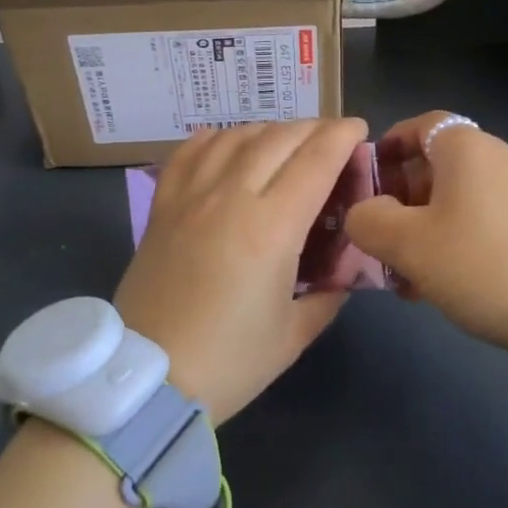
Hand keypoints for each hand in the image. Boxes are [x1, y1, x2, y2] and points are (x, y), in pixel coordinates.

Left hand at [115, 117, 368, 422]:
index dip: (342, 137)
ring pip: (235, 136)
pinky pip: (188, 152)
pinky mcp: (162, 206)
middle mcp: (231, 198)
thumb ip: (329, 293)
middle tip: (332, 137)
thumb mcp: (295, 333)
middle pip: (278, 138)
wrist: (148, 380)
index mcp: (272, 228)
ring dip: (269, 129)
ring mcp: (190, 197)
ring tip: (286, 140)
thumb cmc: (229, 362)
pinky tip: (228, 143)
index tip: (359, 129)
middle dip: (313, 128)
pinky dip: (215, 138)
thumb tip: (342, 269)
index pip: (316, 160)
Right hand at [345, 112, 507, 363]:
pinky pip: (484, 218)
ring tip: (407, 272)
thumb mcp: (407, 244)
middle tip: (380, 237)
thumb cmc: (480, 264)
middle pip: (437, 164)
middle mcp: (499, 158)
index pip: (421, 124)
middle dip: (401, 198)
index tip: (366, 179)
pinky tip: (443, 282)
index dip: (388, 146)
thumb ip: (369, 220)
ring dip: (425, 226)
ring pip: (458, 198)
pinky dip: (456, 238)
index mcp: (467, 149)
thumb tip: (363, 212)